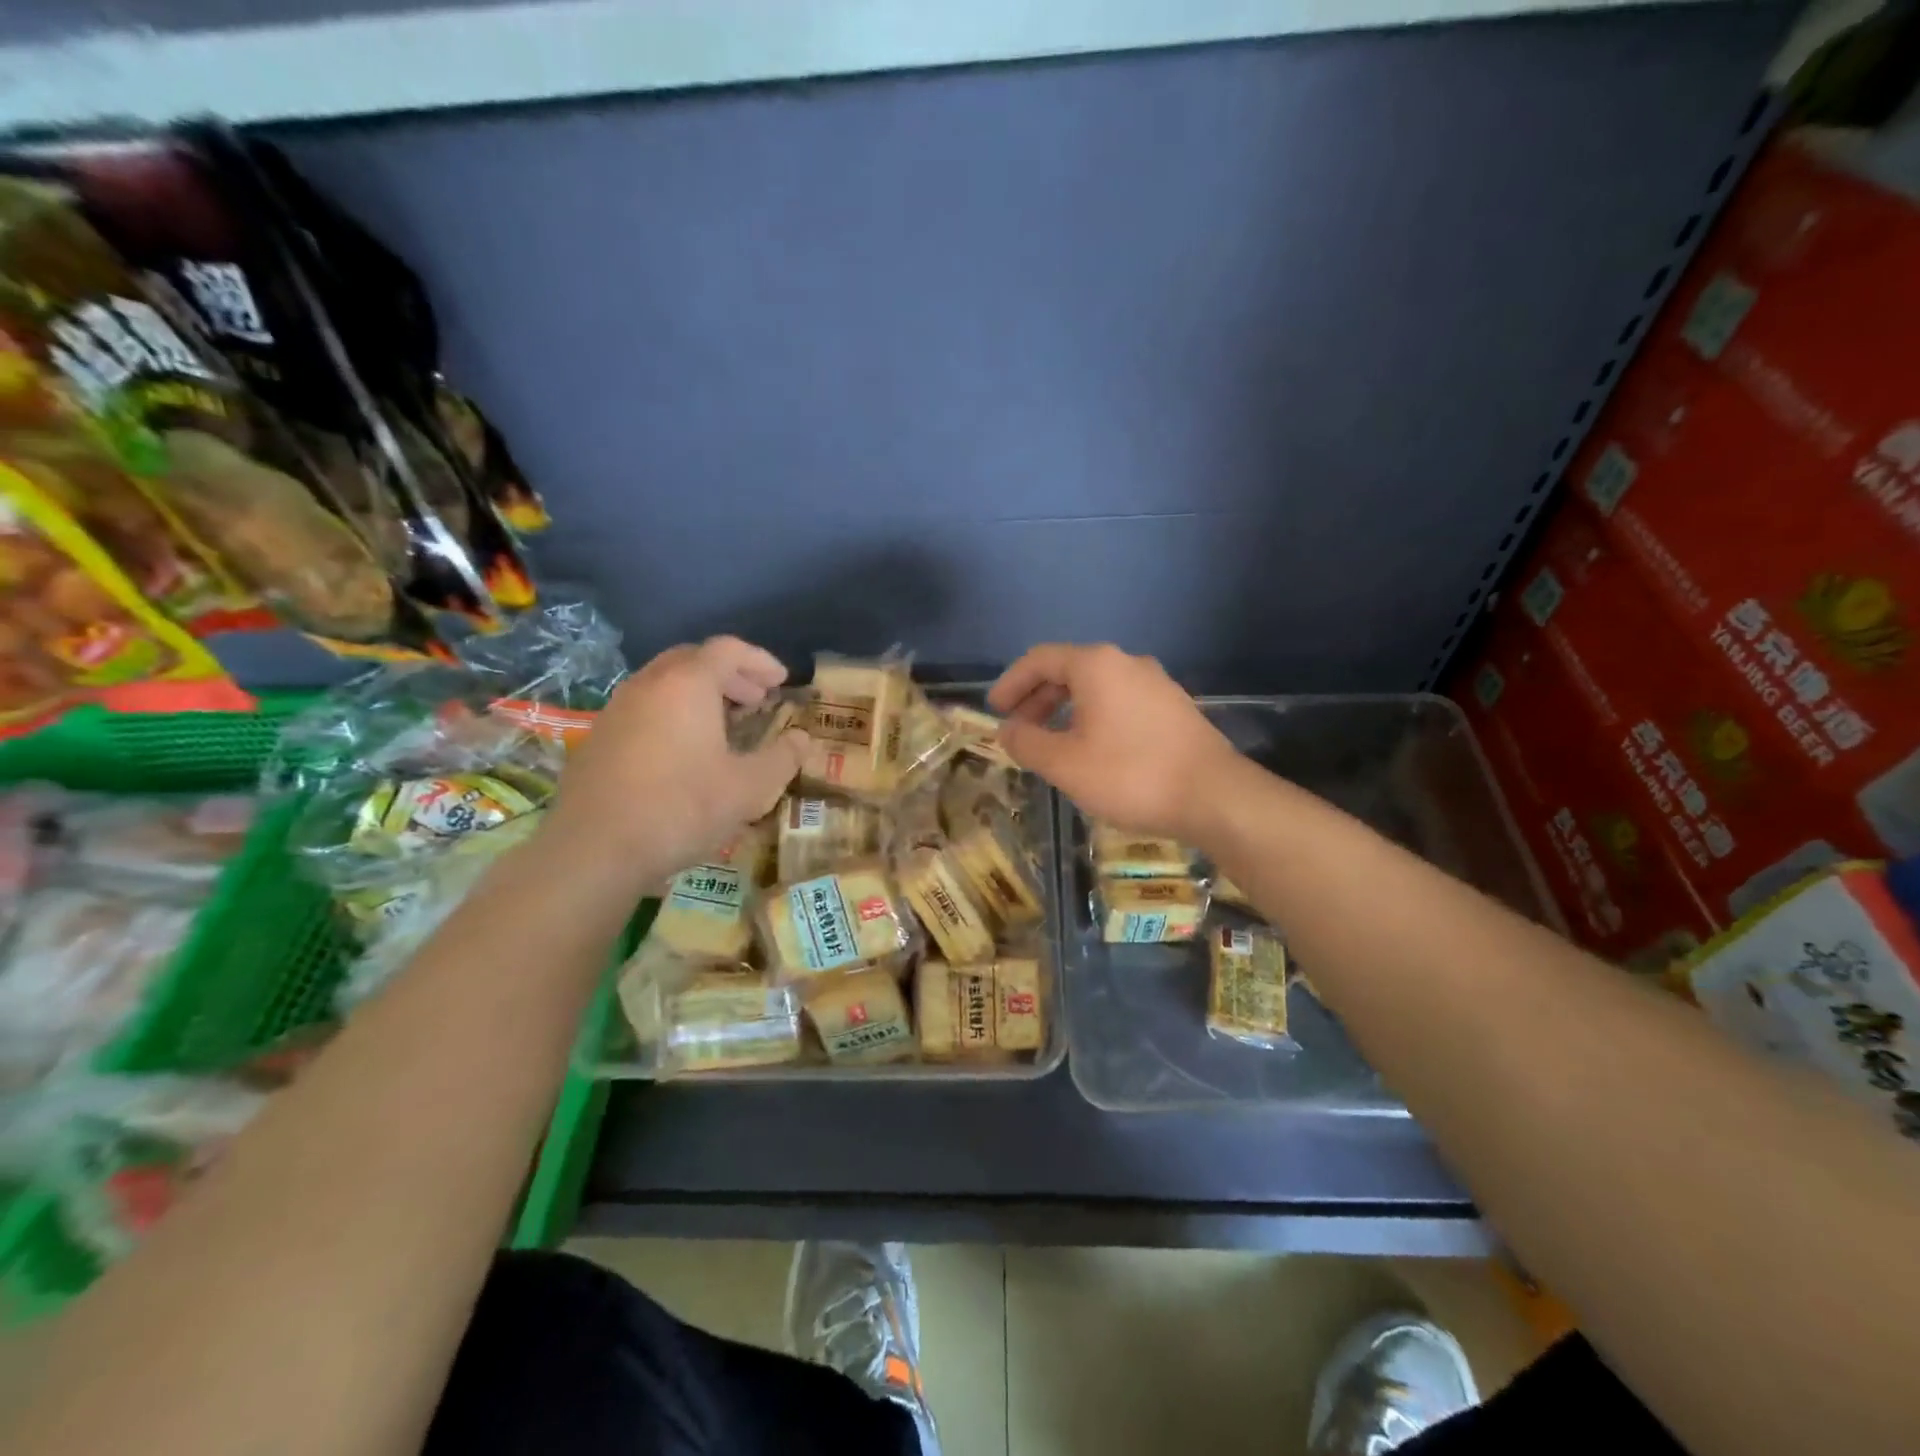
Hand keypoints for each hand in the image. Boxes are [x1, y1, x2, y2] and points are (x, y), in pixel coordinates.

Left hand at [547, 636, 805, 879]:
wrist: (594, 849)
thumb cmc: (682, 808)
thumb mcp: (749, 788)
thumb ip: (782, 758)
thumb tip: (802, 739)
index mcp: (688, 684)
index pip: (729, 649)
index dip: (760, 660)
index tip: (781, 682)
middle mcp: (649, 685)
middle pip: (693, 659)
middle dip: (730, 674)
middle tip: (756, 700)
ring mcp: (617, 709)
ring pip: (665, 683)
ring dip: (700, 693)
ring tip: (724, 725)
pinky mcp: (598, 737)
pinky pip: (645, 707)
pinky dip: (673, 713)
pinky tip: (684, 751)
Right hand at [988, 643, 1239, 844]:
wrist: (1214, 796)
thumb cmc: (1130, 775)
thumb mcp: (1065, 764)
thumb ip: (1027, 742)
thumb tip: (1007, 730)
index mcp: (1096, 666)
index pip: (1040, 660)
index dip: (1011, 683)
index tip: (994, 710)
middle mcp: (1127, 663)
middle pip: (1069, 671)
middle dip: (1037, 699)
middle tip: (1019, 730)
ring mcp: (1156, 683)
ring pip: (1097, 688)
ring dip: (1065, 710)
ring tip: (1052, 744)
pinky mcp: (1174, 707)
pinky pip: (1120, 702)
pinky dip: (1094, 718)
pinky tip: (1093, 750)